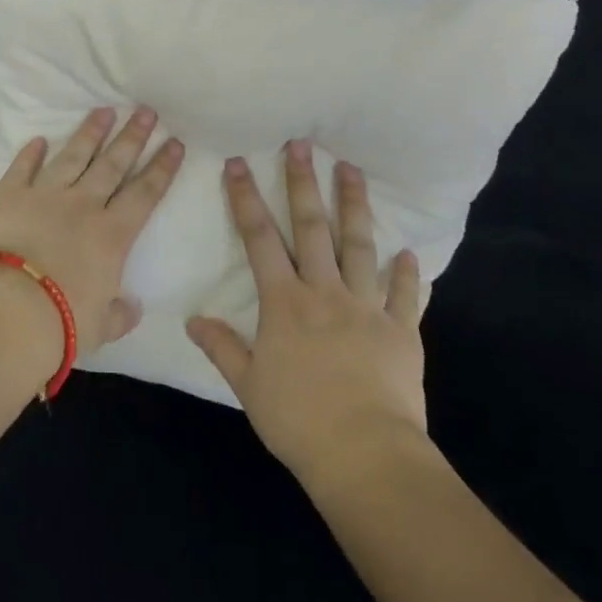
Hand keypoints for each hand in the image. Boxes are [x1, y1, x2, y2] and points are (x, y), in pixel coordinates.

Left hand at [0, 106, 184, 368]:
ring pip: (73, 155)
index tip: (174, 142)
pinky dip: (31, 153)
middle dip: (133, 136)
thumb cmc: (61, 324)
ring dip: (90, 132)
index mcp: (112, 235)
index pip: (145, 193)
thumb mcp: (100, 328)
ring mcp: (44, 194)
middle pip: (113, 163)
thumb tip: (134, 307)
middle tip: (145, 111)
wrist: (6, 310)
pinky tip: (39, 139)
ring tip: (104, 110)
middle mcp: (83, 205)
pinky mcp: (9, 195)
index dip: (162, 167)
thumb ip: (119, 314)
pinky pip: (23, 167)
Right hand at [186, 140, 426, 485]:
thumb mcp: (248, 385)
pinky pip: (405, 296)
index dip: (246, 199)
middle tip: (301, 144)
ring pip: (360, 246)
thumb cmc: (298, 420)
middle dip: (303, 183)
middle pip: (312, 228)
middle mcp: (324, 292)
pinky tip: (409, 253)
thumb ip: (222, 347)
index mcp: (285, 302)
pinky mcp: (402, 332)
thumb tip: (192, 318)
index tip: (239, 164)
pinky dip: (407, 274)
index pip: (259, 239)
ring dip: (355, 206)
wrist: (366, 456)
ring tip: (352, 170)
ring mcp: (366, 308)